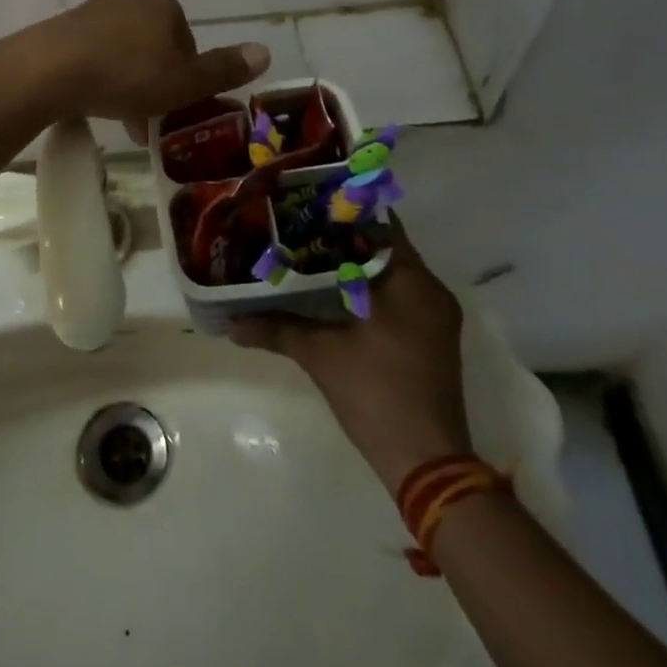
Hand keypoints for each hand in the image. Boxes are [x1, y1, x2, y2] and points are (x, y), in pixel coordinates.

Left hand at [30, 0, 269, 136]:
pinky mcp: (64, 25)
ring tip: (116, 117)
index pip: (187, 44)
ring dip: (126, 81)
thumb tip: (265, 51)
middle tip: (144, 120)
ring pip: (122, 49)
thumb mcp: (182, 83)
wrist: (50, 69)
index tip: (172, 108)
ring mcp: (94, 9)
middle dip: (153, 82)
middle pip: (154, 46)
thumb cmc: (126, 76)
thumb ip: (223, 69)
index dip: (184, 79)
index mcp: (164, 7)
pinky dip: (97, 74)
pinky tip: (89, 99)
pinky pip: (92, 51)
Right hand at [230, 223, 473, 493]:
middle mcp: (431, 290)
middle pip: (384, 247)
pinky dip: (371, 290)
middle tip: (301, 228)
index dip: (344, 211)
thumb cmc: (376, 392)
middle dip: (344, 238)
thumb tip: (230, 321)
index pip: (380, 224)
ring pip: (392, 274)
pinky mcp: (434, 340)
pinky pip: (401, 297)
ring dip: (357, 265)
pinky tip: (334, 294)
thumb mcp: (320, 354)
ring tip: (310, 255)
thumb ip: (276, 328)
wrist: (427, 464)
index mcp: (412, 280)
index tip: (309, 202)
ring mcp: (436, 317)